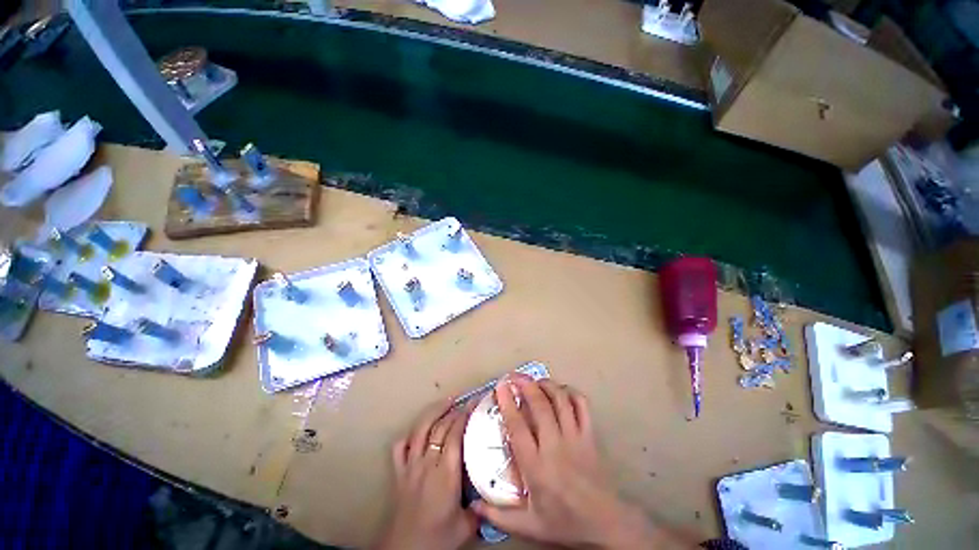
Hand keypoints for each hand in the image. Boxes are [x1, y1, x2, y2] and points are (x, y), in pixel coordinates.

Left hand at [373, 398, 478, 549]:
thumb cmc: (436, 538)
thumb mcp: (466, 527)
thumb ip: (480, 509)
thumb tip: (492, 496)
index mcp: (446, 471)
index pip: (455, 433)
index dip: (465, 415)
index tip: (475, 403)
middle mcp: (427, 461)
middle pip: (440, 426)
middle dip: (454, 409)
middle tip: (465, 400)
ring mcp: (410, 465)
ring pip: (420, 429)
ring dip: (433, 412)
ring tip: (446, 402)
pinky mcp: (398, 473)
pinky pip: (400, 447)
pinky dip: (409, 435)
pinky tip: (417, 431)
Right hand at [472, 375, 680, 548]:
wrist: (604, 523)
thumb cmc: (564, 521)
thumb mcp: (529, 526)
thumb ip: (499, 515)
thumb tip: (473, 505)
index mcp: (536, 466)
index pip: (518, 427)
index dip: (508, 403)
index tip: (501, 387)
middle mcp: (555, 446)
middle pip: (540, 405)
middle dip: (526, 385)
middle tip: (515, 376)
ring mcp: (575, 438)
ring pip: (560, 400)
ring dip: (547, 385)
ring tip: (535, 380)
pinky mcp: (589, 435)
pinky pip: (582, 406)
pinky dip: (571, 393)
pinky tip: (561, 391)